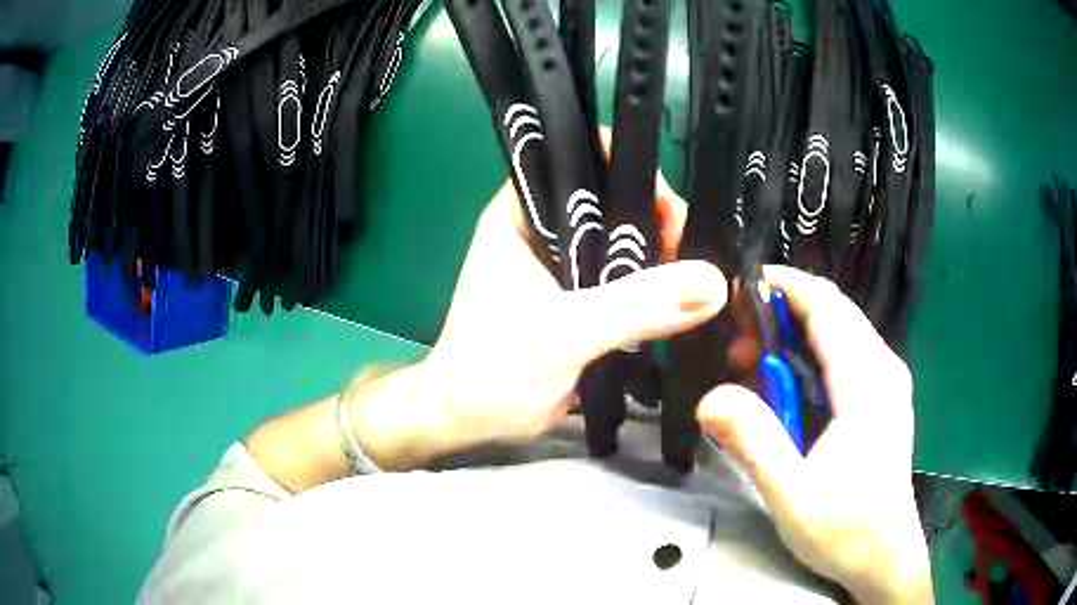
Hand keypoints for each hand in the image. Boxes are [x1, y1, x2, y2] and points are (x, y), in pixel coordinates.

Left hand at [421, 174, 725, 448]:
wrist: (475, 420)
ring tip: (704, 272)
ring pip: (623, 241)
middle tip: (695, 246)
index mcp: (522, 215)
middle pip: (611, 200)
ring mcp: (565, 265)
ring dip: (661, 254)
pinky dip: (656, 287)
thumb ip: (637, 305)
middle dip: (655, 215)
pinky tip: (689, 297)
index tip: (667, 203)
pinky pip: (628, 280)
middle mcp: (544, 230)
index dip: (626, 167)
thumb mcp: (565, 331)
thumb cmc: (496, 368)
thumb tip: (713, 281)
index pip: (578, 162)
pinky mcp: (583, 300)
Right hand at [696, 266, 931, 603]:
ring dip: (795, 334)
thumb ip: (753, 442)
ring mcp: (888, 380)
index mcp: (867, 382)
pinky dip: (812, 352)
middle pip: (834, 310)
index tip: (738, 289)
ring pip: (841, 328)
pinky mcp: (884, 396)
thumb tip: (710, 398)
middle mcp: (883, 367)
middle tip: (737, 345)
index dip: (784, 287)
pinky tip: (789, 386)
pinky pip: (847, 351)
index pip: (826, 306)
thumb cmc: (844, 529)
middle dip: (783, 312)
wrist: (884, 556)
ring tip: (754, 366)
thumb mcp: (791, 494)